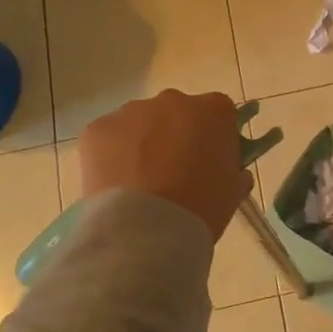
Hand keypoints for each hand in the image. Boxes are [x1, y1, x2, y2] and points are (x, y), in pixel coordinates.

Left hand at [79, 90, 251, 239]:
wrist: (145, 231)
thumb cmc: (201, 208)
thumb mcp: (233, 191)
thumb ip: (234, 171)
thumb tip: (231, 171)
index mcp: (213, 110)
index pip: (219, 112)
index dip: (215, 135)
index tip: (211, 159)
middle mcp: (173, 100)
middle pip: (177, 112)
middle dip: (176, 134)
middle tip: (174, 171)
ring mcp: (132, 111)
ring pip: (141, 122)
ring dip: (143, 143)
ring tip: (140, 182)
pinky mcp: (98, 129)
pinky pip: (110, 137)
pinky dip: (112, 154)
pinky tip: (116, 184)